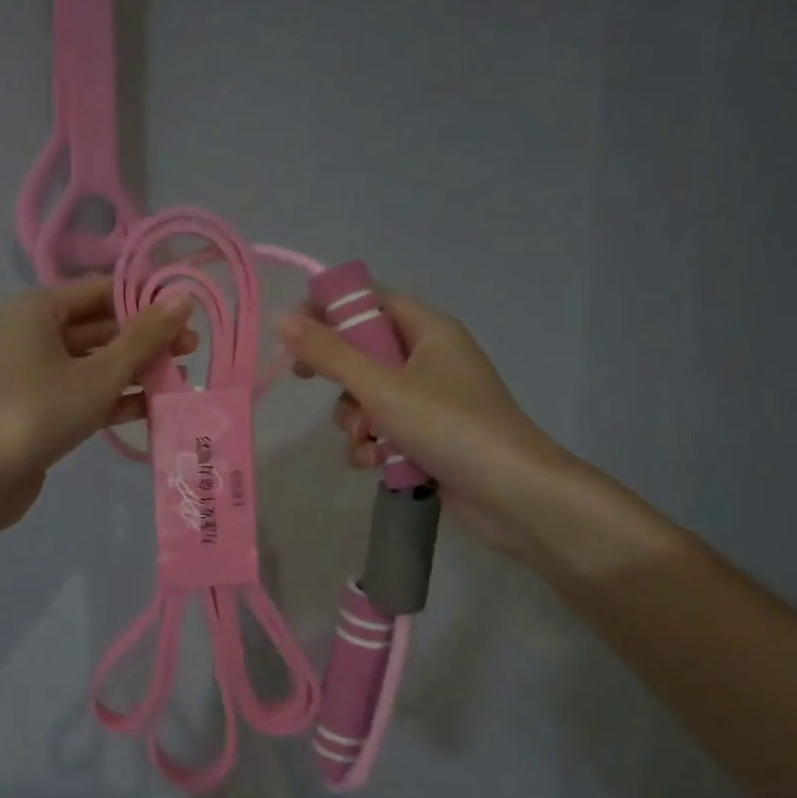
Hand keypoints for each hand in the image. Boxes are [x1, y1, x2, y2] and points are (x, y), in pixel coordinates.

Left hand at [0, 279, 193, 527]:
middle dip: (146, 340)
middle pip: (101, 327)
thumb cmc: (39, 410)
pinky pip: (84, 391)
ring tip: (181, 380)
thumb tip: (183, 299)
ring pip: (95, 362)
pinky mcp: (40, 406)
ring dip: (136, 371)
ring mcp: (35, 372)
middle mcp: (34, 332)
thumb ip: (144, 338)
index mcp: (39, 308)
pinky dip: (115, 397)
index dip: (147, 301)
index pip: (102, 291)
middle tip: (193, 352)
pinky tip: (154, 408)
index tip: (188, 316)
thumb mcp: (99, 374)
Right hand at [278, 293, 570, 557]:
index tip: (294, 331)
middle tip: (307, 380)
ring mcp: (430, 402)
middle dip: (339, 377)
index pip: (371, 300)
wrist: (513, 496)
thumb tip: (282, 320)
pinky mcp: (428, 438)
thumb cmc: (449, 427)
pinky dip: (373, 445)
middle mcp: (430, 359)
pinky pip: (384, 430)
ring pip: (369, 397)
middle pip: (364, 351)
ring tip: (366, 442)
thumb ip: (330, 355)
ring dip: (355, 421)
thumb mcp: (382, 387)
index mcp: (429, 331)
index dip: (330, 310)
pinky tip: (376, 464)